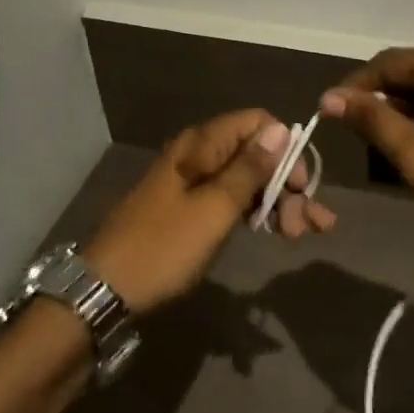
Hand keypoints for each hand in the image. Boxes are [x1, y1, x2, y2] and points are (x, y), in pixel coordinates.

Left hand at [84, 110, 335, 315]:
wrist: (106, 290)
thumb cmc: (163, 247)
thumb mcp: (214, 209)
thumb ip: (249, 169)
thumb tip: (280, 129)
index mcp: (202, 144)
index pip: (257, 122)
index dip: (286, 148)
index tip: (302, 185)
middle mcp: (199, 154)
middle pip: (256, 153)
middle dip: (288, 183)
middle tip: (308, 225)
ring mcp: (194, 181)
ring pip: (247, 179)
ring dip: (278, 202)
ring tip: (300, 234)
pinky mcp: (190, 207)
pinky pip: (232, 199)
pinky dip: (257, 212)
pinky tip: (276, 230)